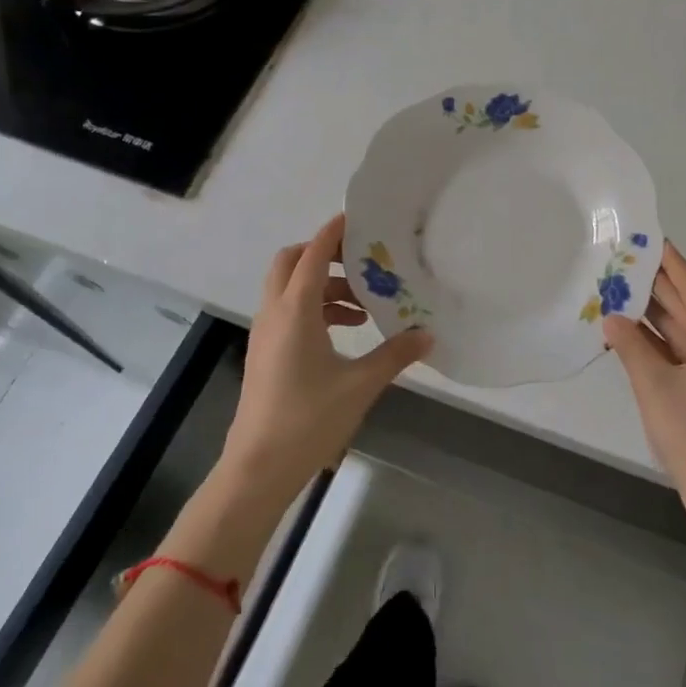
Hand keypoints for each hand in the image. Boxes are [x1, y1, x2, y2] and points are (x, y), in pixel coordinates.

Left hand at [222, 213, 432, 503]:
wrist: (258, 468)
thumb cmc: (309, 420)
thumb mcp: (360, 385)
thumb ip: (395, 354)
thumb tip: (428, 335)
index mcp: (295, 310)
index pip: (312, 253)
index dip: (333, 232)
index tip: (358, 218)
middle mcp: (275, 312)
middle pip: (290, 262)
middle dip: (322, 254)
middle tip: (360, 262)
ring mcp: (265, 333)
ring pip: (288, 288)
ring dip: (322, 285)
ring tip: (362, 305)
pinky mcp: (265, 352)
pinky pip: (288, 311)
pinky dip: (314, 308)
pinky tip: (345, 332)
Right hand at [604, 242, 685, 535]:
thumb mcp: (654, 386)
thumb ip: (631, 345)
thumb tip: (611, 318)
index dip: (670, 263)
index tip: (652, 237)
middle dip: (660, 290)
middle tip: (628, 263)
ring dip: (662, 319)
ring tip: (626, 292)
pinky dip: (671, 346)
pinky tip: (641, 332)